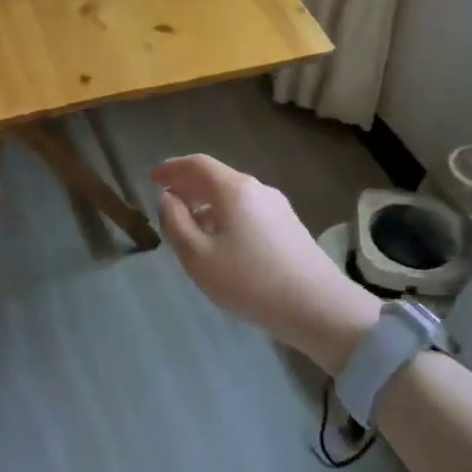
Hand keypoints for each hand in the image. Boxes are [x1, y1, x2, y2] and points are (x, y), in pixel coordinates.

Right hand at [151, 154, 376, 373]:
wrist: (319, 307)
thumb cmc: (250, 281)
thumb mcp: (198, 257)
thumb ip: (176, 223)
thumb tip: (168, 198)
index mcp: (234, 189)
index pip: (197, 164)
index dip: (172, 168)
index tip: (152, 177)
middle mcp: (257, 189)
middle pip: (216, 177)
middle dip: (188, 185)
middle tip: (166, 199)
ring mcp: (277, 206)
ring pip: (233, 195)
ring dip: (206, 202)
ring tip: (189, 224)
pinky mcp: (289, 226)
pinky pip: (247, 209)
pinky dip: (225, 214)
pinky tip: (221, 240)